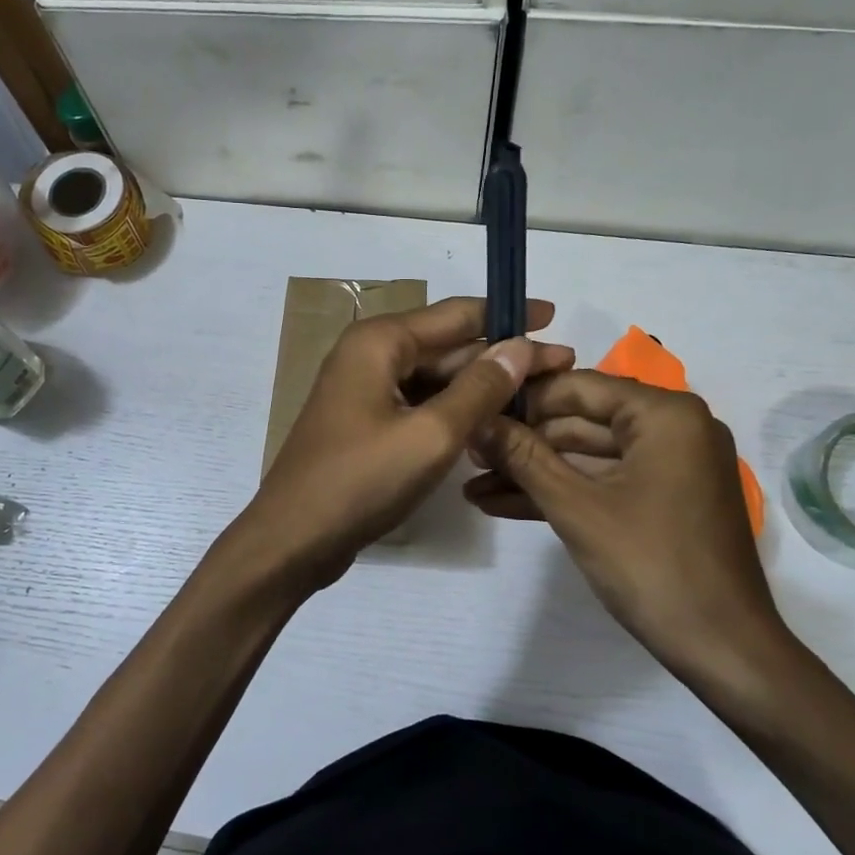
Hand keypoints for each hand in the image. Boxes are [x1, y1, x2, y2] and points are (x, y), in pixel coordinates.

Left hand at [235, 297, 574, 593]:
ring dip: (481, 388)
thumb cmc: (360, 481)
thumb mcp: (431, 435)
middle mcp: (370, 355)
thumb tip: (520, 346)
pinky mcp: (366, 423)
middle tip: (561, 368)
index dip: (508, 315)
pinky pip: (419, 405)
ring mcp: (365, 391)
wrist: (293, 540)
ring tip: (536, 399)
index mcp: (380, 342)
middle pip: (448, 346)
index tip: (554, 316)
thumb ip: (479, 388)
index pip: (457, 315)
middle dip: (502, 357)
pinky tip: (491, 426)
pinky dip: (454, 412)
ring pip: (435, 379)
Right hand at [465, 370, 796, 701]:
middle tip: (468, 455)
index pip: (578, 387)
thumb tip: (477, 419)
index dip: (521, 401)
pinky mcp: (663, 499)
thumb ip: (523, 457)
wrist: (723, 650)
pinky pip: (605, 482)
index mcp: (664, 414)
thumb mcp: (576, 507)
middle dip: (523, 443)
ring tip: (474, 484)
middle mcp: (673, 428)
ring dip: (534, 473)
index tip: (472, 412)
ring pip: (588, 457)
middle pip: (581, 421)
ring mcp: (670, 466)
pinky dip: (562, 493)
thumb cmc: (651, 566)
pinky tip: (503, 504)